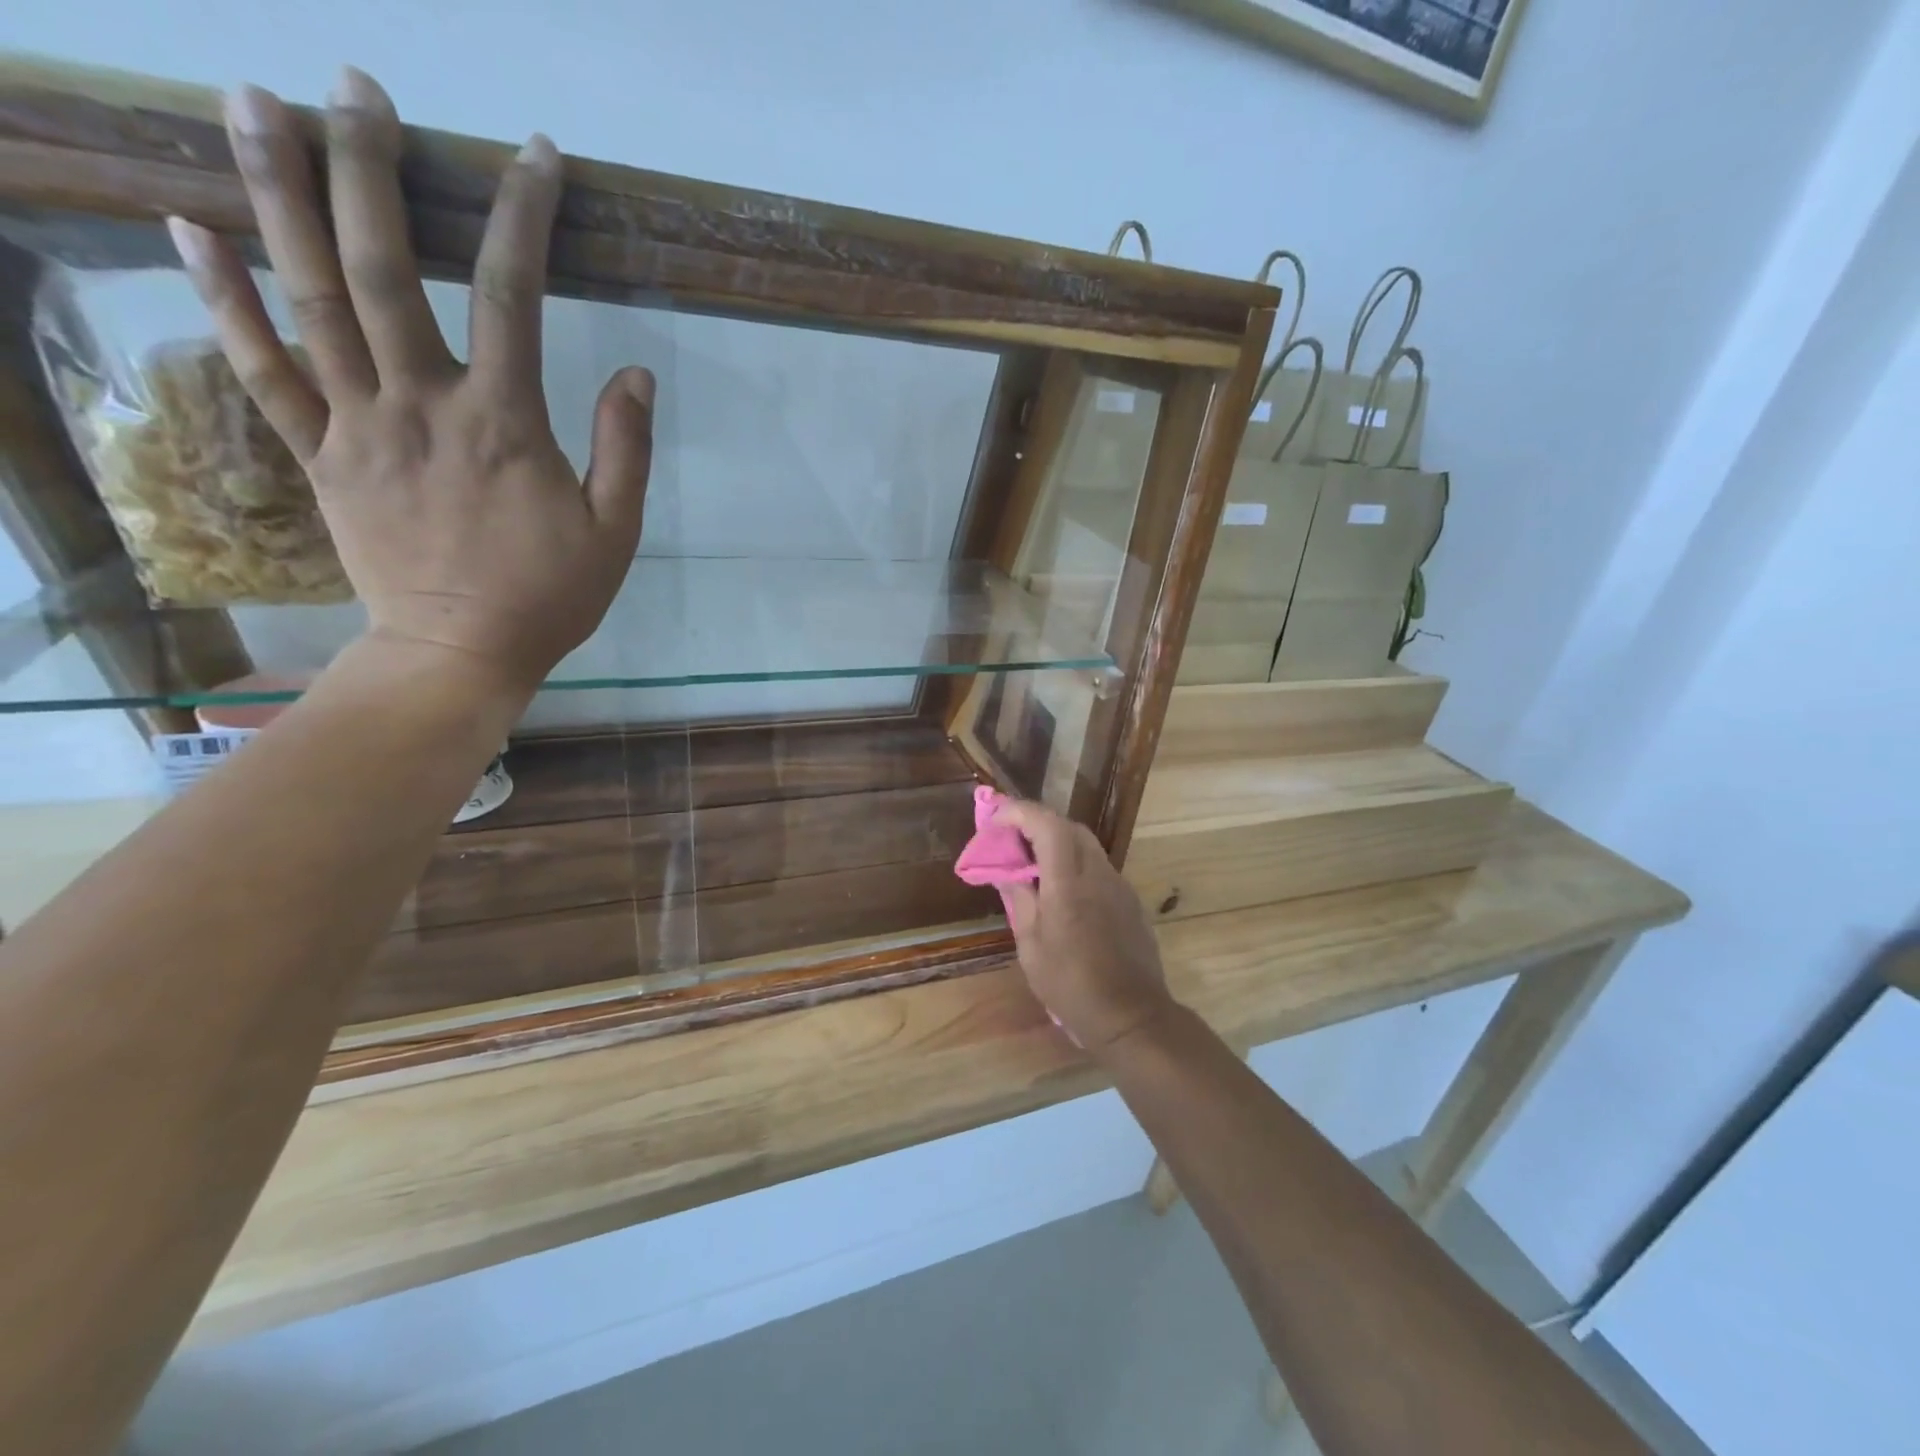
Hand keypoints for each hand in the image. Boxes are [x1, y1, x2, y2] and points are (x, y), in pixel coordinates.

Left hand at [167, 67, 651, 698]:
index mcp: (503, 423)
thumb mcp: (616, 532)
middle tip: (356, 85)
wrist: (461, 653)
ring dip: (275, 194)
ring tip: (252, 98)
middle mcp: (420, 405)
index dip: (523, 217)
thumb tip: (636, 371)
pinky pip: (261, 370)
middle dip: (370, 168)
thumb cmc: (550, 596)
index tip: (534, 157)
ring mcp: (357, 426)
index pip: (511, 295)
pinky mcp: (319, 457)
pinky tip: (190, 228)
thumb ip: (625, 449)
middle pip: (381, 268)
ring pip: (308, 298)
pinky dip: (222, 299)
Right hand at [994, 800, 1177, 1054]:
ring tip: (1033, 866)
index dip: (1020, 813)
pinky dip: (1075, 865)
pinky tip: (1062, 892)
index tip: (996, 820)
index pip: (1047, 824)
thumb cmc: (1071, 985)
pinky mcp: (1131, 901)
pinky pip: (1099, 868)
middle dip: (1038, 823)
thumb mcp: (1031, 946)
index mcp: (1068, 883)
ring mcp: (1119, 886)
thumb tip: (1007, 871)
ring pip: (1087, 846)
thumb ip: (1020, 899)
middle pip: (1070, 827)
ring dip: (1058, 844)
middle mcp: (1098, 874)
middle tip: (1012, 840)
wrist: (1132, 1017)